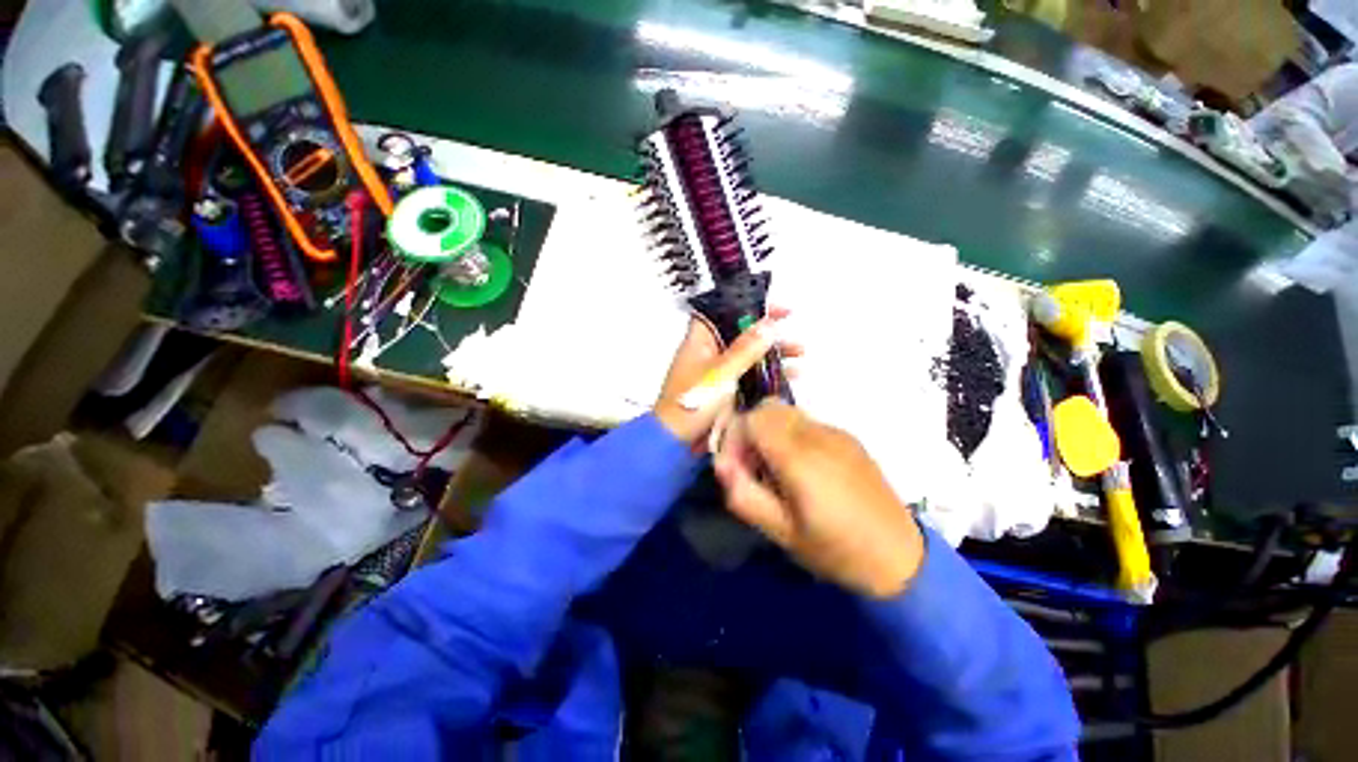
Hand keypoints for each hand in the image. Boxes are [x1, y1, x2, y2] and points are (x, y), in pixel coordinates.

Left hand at [654, 310, 797, 448]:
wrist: (678, 442)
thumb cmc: (695, 402)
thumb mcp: (721, 373)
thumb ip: (745, 349)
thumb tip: (768, 324)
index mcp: (700, 341)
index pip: (723, 311)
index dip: (748, 305)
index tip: (775, 310)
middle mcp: (710, 353)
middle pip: (741, 334)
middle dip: (767, 332)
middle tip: (791, 331)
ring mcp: (719, 373)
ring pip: (749, 355)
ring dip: (772, 353)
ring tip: (800, 354)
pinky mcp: (727, 391)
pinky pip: (750, 376)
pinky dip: (768, 374)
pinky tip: (791, 376)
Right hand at [713, 401, 924, 598]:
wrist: (901, 557)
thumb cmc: (837, 550)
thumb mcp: (782, 533)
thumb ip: (744, 495)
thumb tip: (721, 464)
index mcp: (800, 458)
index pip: (753, 419)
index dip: (735, 437)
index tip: (736, 466)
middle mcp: (818, 435)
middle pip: (769, 407)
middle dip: (750, 430)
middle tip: (752, 465)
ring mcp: (836, 433)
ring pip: (788, 412)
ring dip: (770, 431)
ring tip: (775, 467)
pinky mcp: (848, 438)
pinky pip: (807, 423)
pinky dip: (791, 434)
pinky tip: (801, 468)